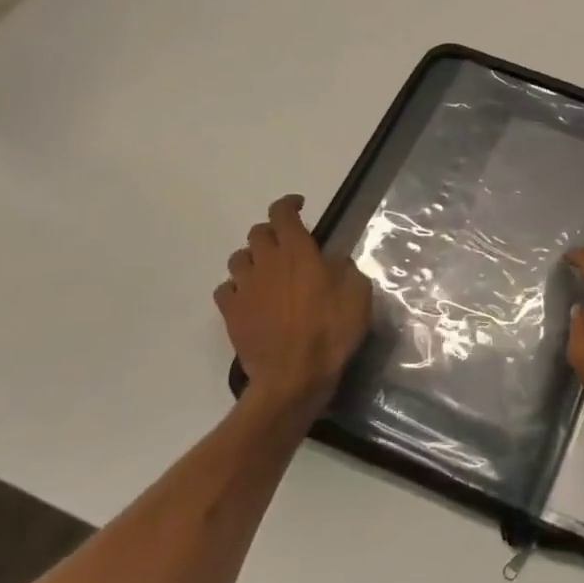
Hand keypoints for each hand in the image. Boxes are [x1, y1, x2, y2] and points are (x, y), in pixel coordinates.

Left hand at [214, 196, 371, 413]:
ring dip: (253, 258)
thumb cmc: (331, 332)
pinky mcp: (231, 313)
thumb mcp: (358, 294)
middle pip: (258, 233)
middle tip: (287, 245)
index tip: (299, 206)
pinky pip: (225, 289)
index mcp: (298, 252)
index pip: (283, 214)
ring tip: (267, 272)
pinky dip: (237, 287)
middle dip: (272, 232)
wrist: (293, 377)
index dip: (289, 204)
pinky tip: (250, 297)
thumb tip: (330, 259)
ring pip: (238, 258)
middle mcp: (267, 262)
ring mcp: (244, 288)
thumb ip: (344, 268)